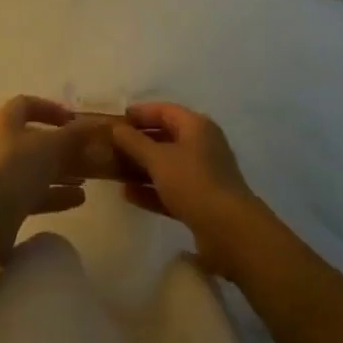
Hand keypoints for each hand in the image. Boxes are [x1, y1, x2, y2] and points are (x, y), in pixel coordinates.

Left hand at [0, 96, 116, 268]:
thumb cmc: (17, 167)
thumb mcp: (51, 146)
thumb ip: (74, 135)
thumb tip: (93, 124)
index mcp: (6, 120)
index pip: (27, 104)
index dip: (50, 109)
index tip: (73, 120)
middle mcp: (1, 143)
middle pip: (35, 139)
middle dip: (62, 146)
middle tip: (87, 154)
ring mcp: (2, 174)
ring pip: (36, 168)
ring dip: (62, 171)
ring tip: (87, 179)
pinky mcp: (5, 202)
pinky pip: (34, 192)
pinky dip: (55, 193)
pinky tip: (79, 199)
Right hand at [111, 102, 269, 275]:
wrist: (230, 232)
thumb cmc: (193, 183)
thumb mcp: (158, 159)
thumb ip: (134, 142)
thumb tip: (116, 128)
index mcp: (196, 126)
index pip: (164, 110)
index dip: (140, 113)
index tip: (116, 120)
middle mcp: (202, 146)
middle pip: (165, 137)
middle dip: (138, 142)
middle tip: (111, 146)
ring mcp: (203, 175)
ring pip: (167, 165)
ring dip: (142, 167)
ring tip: (114, 170)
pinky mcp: (201, 202)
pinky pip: (171, 189)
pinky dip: (151, 190)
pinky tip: (128, 195)